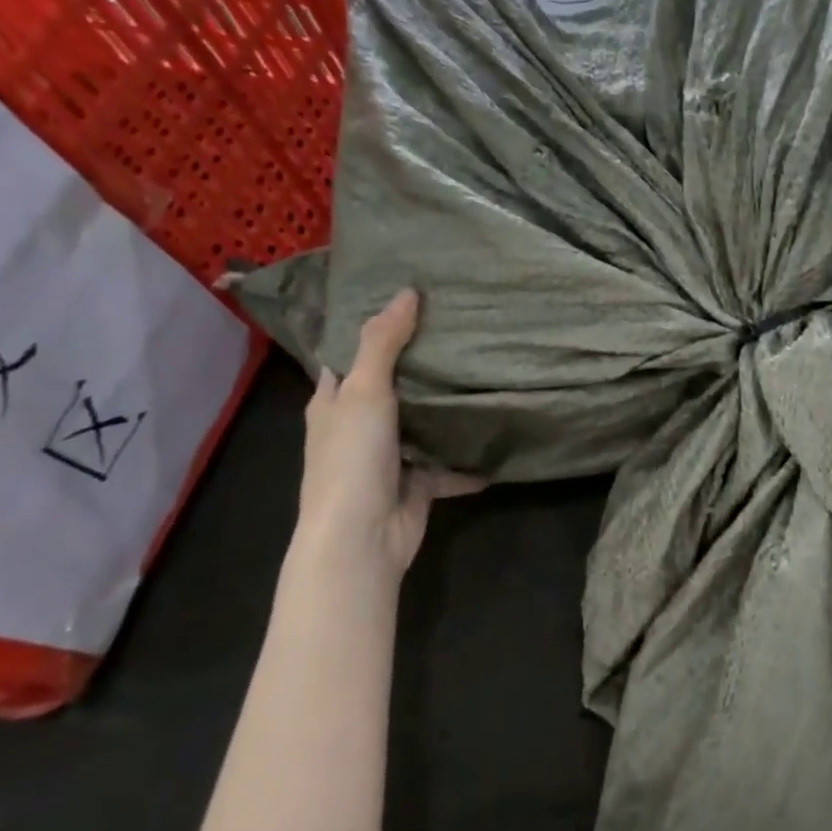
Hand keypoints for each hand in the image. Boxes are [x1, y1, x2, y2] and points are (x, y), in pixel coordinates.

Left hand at [299, 288, 482, 581]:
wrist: (361, 538)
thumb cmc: (352, 458)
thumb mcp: (364, 391)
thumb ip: (384, 342)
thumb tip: (407, 292)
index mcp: (333, 402)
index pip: (351, 356)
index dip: (374, 329)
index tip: (411, 303)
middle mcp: (357, 428)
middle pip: (391, 387)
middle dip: (421, 364)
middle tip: (461, 330)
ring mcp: (387, 458)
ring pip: (421, 423)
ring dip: (446, 408)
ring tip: (484, 371)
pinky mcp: (416, 484)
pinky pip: (446, 465)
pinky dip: (468, 459)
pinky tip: (498, 440)